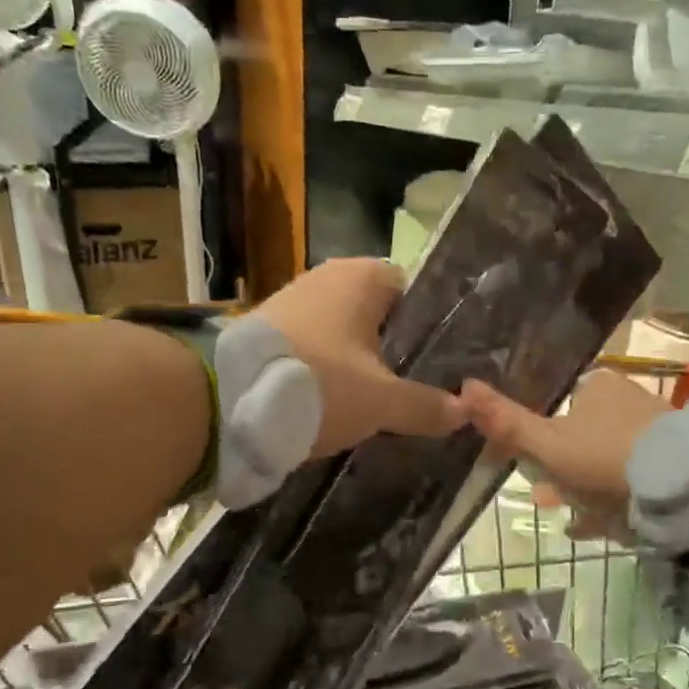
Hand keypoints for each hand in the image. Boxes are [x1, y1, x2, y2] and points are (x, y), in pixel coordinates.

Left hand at [256, 258, 463, 457]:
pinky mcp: (266, 329)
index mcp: (363, 277)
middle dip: (393, 351)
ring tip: (376, 402)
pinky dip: (325, 370)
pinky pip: (313, 347)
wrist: (225, 400)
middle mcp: (327, 277)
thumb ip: (426, 405)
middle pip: (377, 316)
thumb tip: (464, 411)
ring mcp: (292, 300)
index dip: (428, 329)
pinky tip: (333, 401)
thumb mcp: (382, 402)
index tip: (439, 365)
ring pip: (343, 334)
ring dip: (357, 364)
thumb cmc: (320, 383)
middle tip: (413, 389)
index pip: (413, 292)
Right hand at [459, 370, 667, 537]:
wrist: (681, 482)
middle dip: (561, 470)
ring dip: (585, 487)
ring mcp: (652, 428)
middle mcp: (625, 398)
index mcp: (595, 386)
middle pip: (580, 435)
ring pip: (606, 458)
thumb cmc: (603, 456)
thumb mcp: (547, 443)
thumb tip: (464, 388)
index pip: (556, 409)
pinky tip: (600, 524)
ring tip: (573, 519)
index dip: (538, 441)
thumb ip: (507, 422)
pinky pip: (632, 476)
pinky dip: (613, 497)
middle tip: (549, 500)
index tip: (530, 472)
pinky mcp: (673, 457)